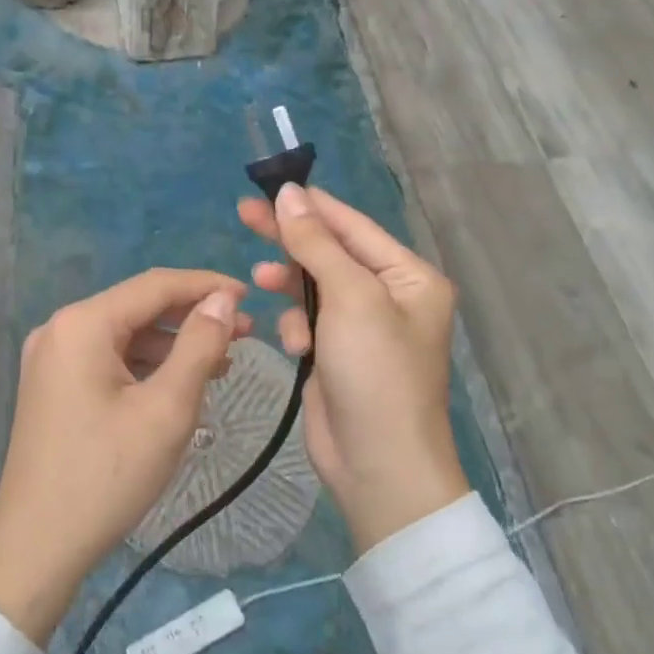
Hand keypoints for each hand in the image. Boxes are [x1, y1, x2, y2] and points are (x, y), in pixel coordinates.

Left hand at [0, 269, 250, 644]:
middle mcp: (61, 328)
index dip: (206, 285)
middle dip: (192, 316)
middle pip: (138, 306)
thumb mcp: (167, 409)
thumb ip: (200, 346)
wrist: (36, 548)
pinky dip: (146, 365)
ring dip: (173, 343)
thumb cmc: (106, 476)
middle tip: (244, 332)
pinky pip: (108, 358)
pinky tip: (180, 383)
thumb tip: (222, 299)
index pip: (155, 285)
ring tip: (222, 362)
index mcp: (83, 324)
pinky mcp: (53, 384)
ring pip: (125, 334)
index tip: (249, 296)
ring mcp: (52, 357)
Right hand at [239, 184, 467, 553]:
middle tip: (244, 214)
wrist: (378, 466)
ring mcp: (363, 327)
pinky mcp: (338, 353)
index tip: (268, 187)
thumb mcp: (350, 298)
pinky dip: (297, 326)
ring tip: (258, 282)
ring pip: (314, 286)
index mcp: (409, 277)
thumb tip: (289, 194)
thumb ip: (316, 243)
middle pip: (330, 251)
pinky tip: (294, 345)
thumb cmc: (375, 372)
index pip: (353, 226)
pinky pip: (309, 320)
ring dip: (289, 285)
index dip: (310, 205)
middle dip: (290, 238)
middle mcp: (390, 296)